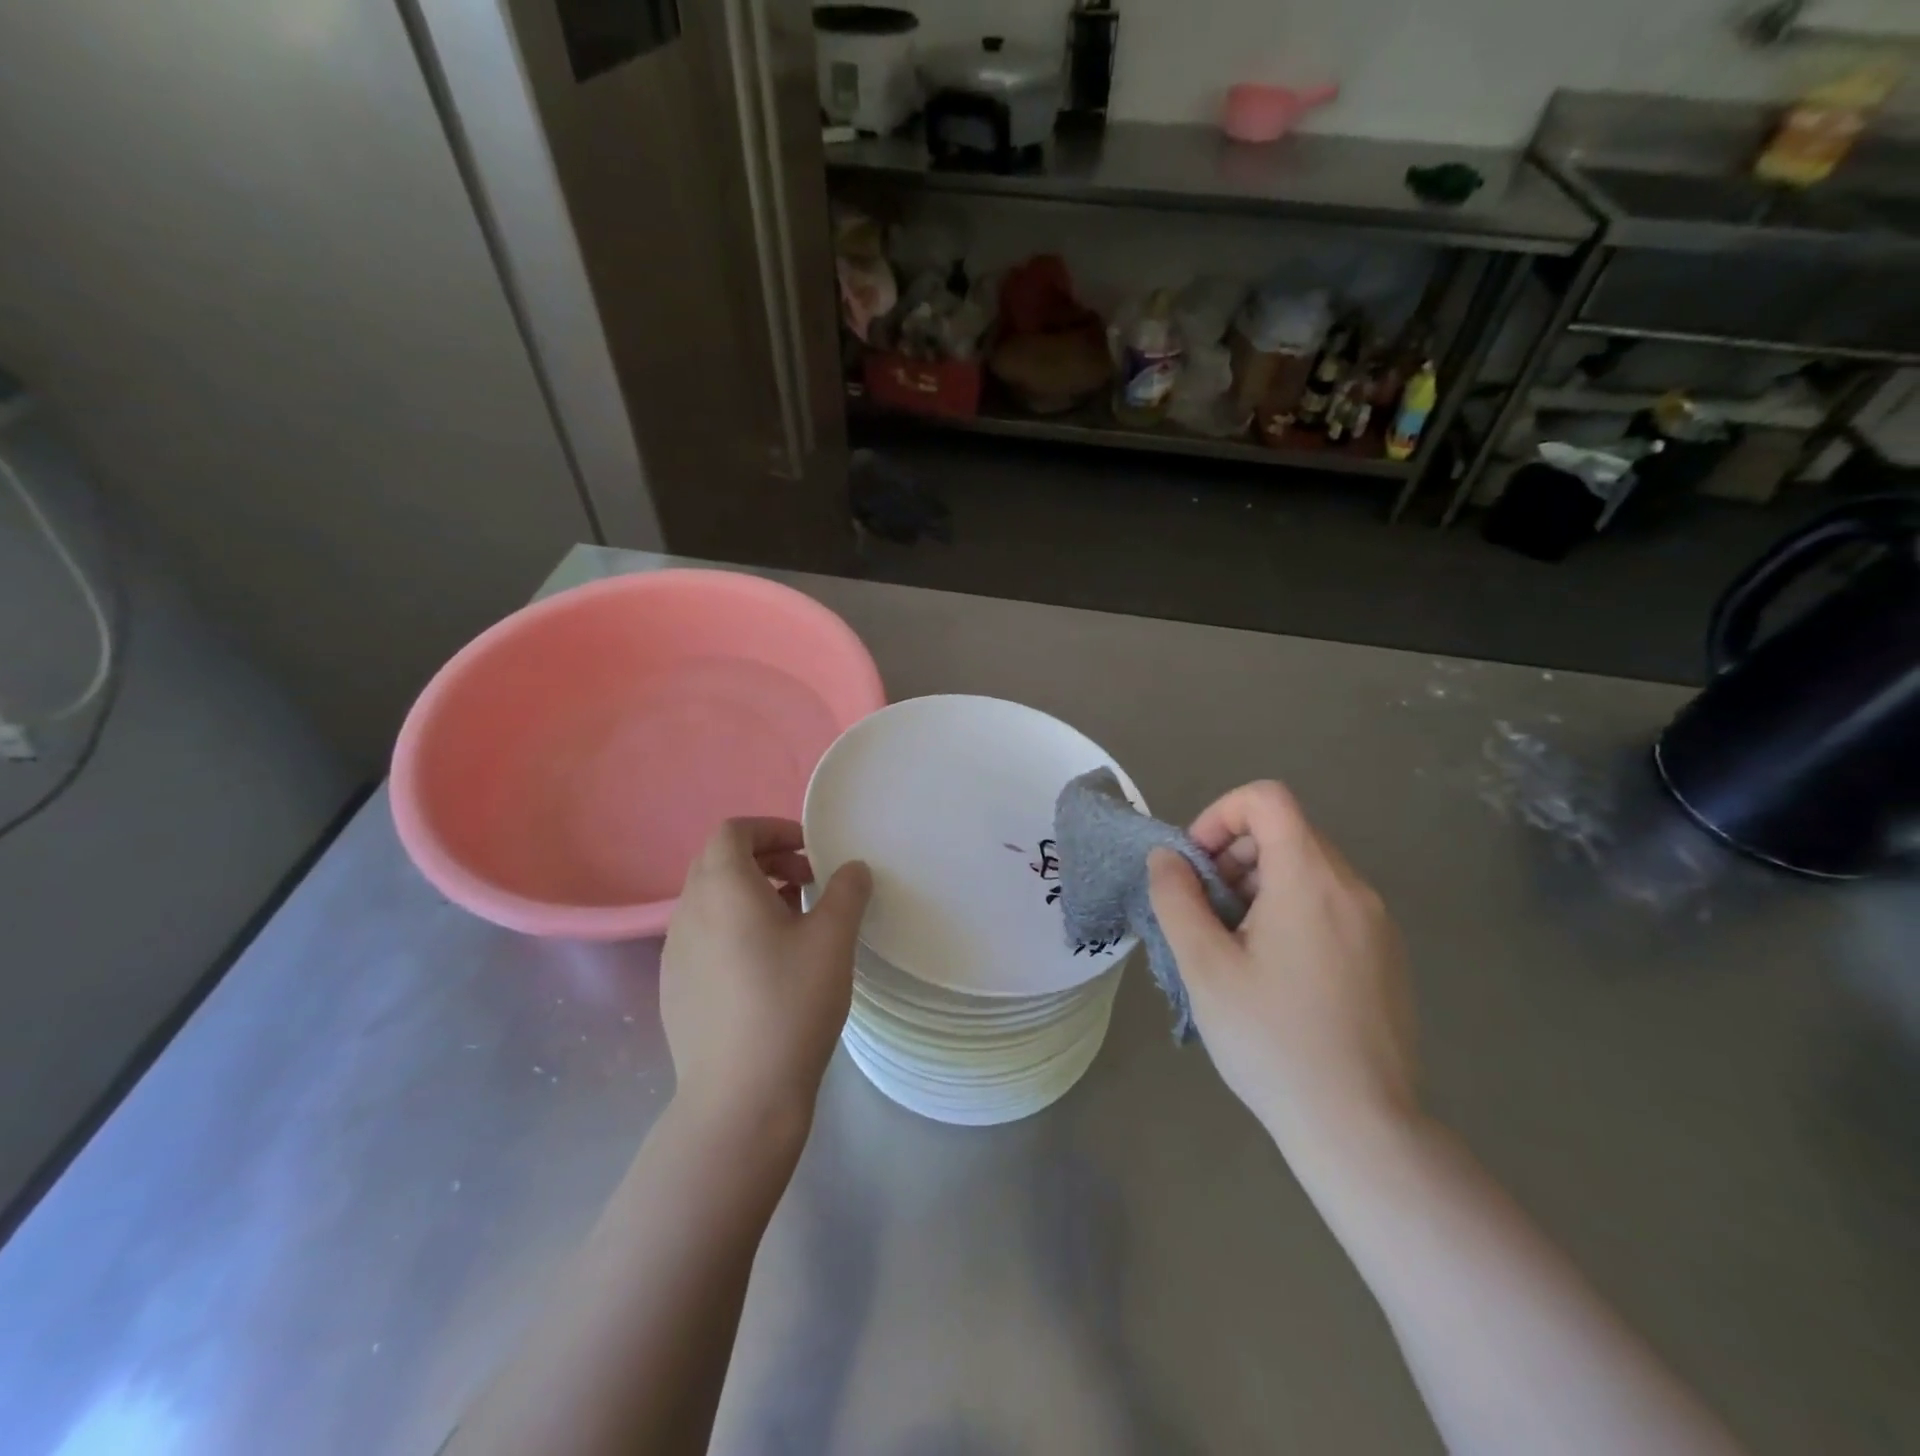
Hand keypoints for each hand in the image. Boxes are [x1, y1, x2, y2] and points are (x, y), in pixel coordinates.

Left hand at [660, 819, 871, 1139]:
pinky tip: (766, 966)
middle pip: (719, 862)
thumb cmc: (790, 1003)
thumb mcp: (833, 939)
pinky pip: (704, 935)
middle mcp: (688, 911)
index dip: (772, 829)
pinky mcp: (673, 987)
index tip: (809, 850)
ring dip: (751, 894)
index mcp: (723, 888)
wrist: (739, 1096)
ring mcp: (674, 952)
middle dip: (766, 859)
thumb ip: (846, 892)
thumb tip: (852, 869)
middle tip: (808, 883)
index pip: (733, 831)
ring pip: (711, 900)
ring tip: (794, 923)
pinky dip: (734, 927)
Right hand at [1147, 781, 1418, 1160]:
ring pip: (1308, 868)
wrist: (1362, 1128)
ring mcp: (1377, 923)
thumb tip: (1166, 857)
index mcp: (1311, 880)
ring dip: (1259, 884)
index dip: (1220, 815)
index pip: (1267, 799)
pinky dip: (1291, 909)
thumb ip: (1177, 898)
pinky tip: (1272, 970)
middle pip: (1287, 832)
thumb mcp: (1204, 966)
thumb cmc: (1272, 1040)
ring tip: (1233, 944)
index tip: (1195, 865)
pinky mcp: (1386, 955)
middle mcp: (1353, 888)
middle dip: (1234, 854)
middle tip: (1205, 910)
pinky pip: (1331, 903)